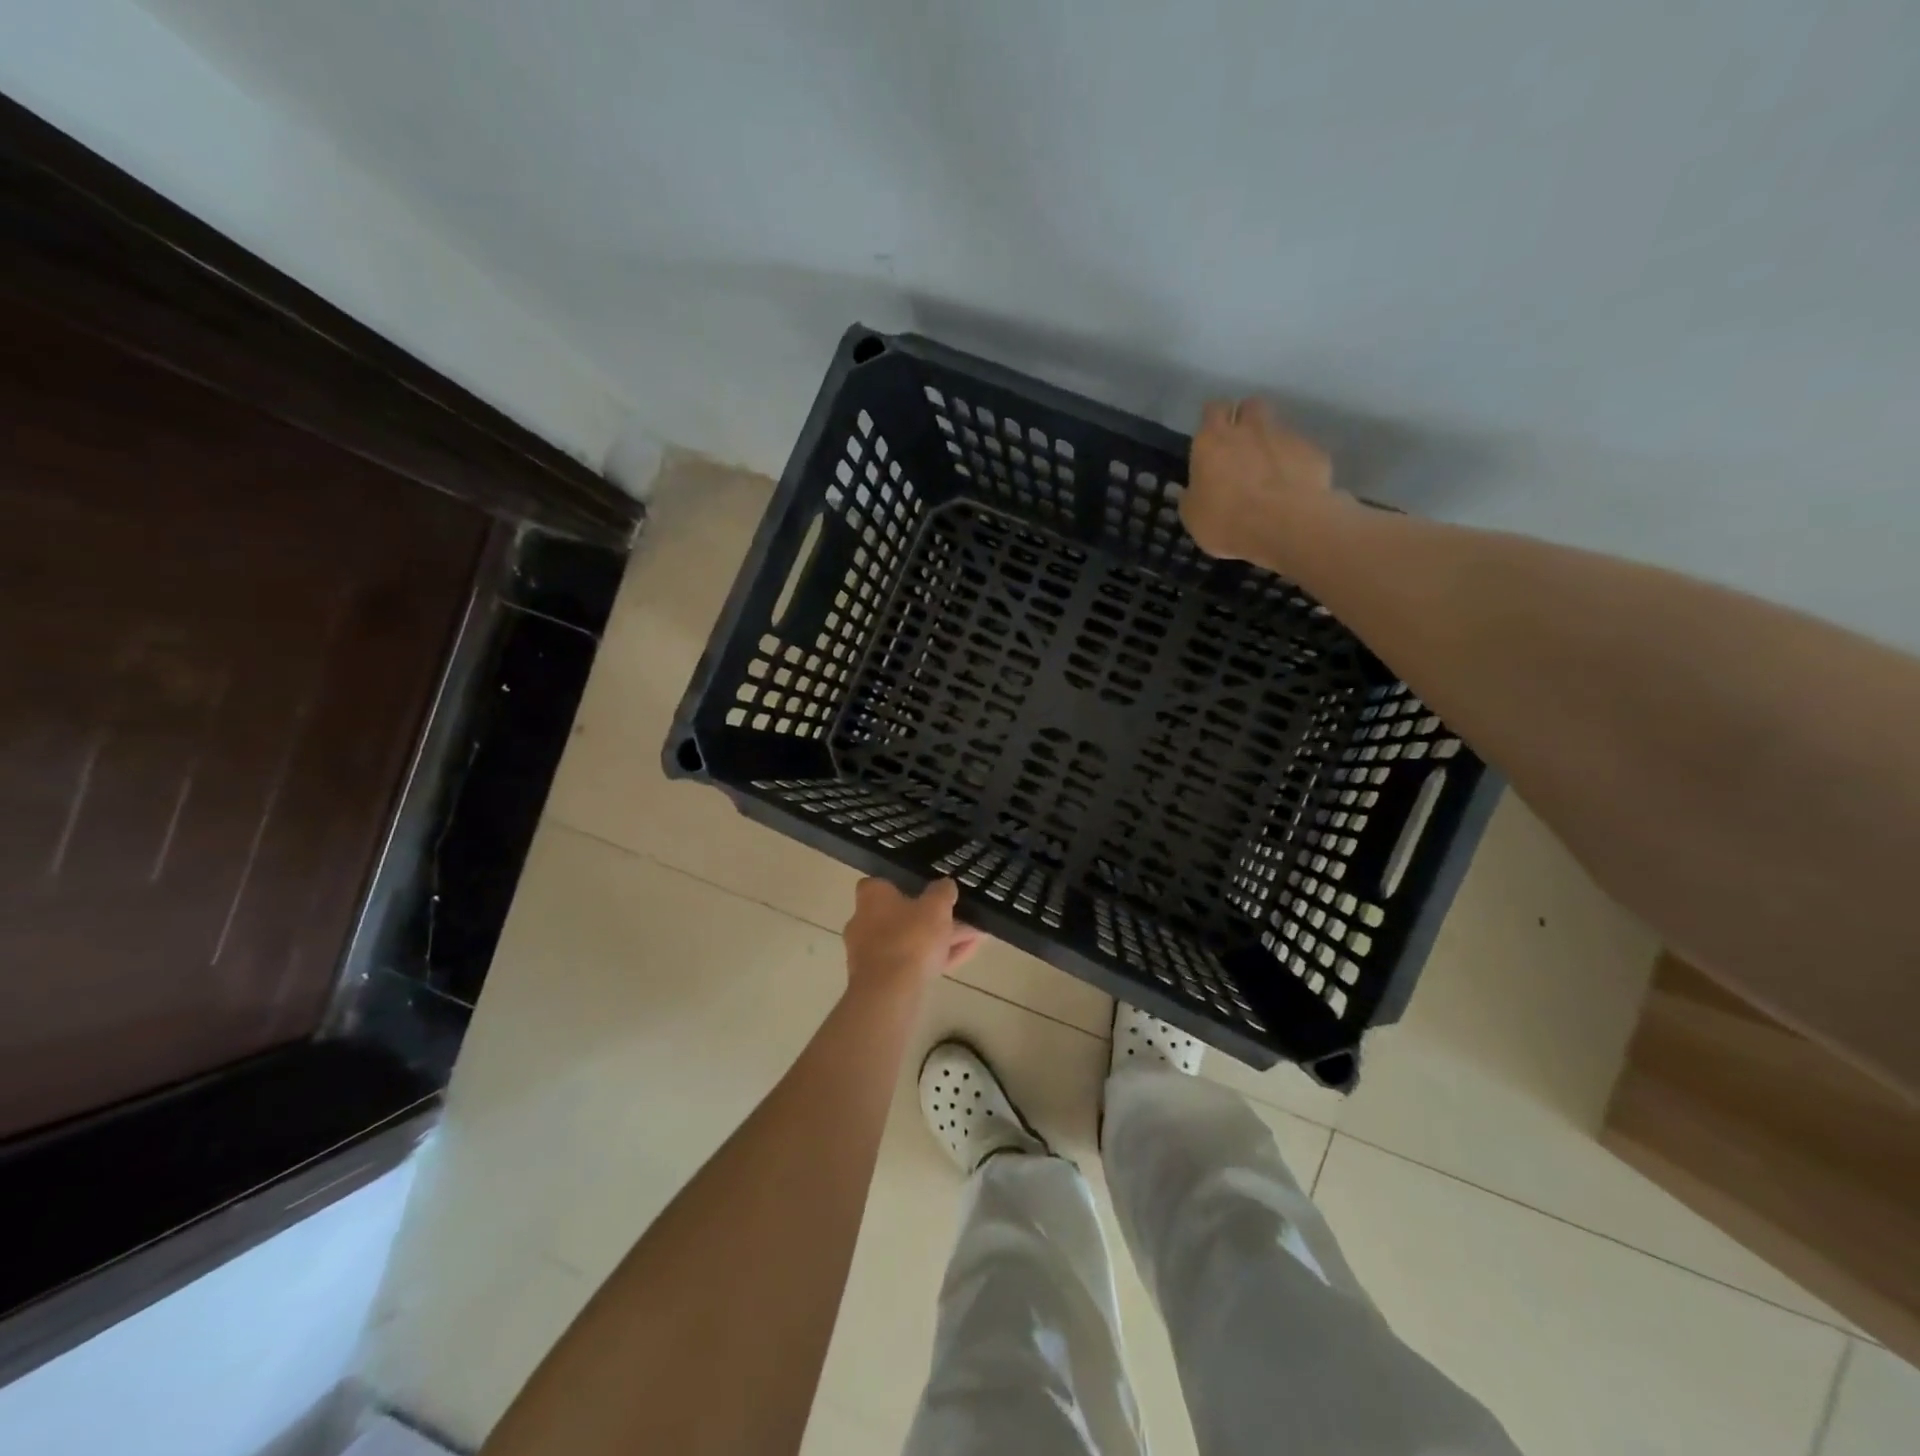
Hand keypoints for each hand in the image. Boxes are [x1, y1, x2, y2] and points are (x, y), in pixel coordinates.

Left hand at [842, 878, 980, 992]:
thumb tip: (945, 884)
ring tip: (974, 937)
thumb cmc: (910, 937)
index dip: (905, 886)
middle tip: (961, 917)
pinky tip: (965, 955)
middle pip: (902, 915)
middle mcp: (863, 922)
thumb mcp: (936, 906)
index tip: (927, 891)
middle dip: (933, 918)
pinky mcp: (880, 980)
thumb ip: (943, 891)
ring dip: (940, 939)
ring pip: (910, 941)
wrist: (890, 992)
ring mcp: (870, 954)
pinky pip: (912, 963)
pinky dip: (936, 958)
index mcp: (871, 898)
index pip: (882, 884)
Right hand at [1183, 398, 1344, 564]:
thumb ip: (1192, 496)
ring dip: (1272, 441)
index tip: (1212, 435)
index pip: (1213, 409)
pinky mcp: (1313, 451)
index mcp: (1213, 440)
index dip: (1214, 419)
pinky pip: (1302, 451)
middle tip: (1242, 445)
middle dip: (1246, 418)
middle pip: (1250, 405)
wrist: (1285, 527)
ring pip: (1278, 426)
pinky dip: (1296, 464)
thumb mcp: (1193, 517)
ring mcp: (1285, 436)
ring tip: (1270, 471)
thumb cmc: (1226, 522)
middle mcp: (1249, 428)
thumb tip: (1192, 490)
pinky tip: (1294, 488)